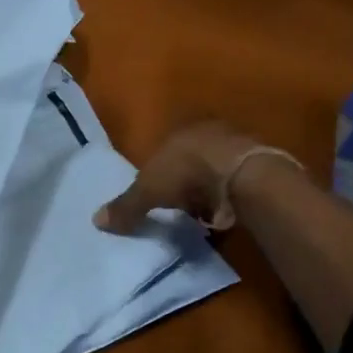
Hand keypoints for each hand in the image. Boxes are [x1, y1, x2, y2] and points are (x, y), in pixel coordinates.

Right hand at [95, 119, 265, 232]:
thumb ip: (126, 207)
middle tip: (177, 209)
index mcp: (179, 132)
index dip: (158, 174)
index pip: (163, 151)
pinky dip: (227, 200)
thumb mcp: (147, 192)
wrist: (241, 175)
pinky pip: (234, 185)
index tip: (156, 197)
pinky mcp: (257, 167)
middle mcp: (207, 133)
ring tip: (201, 218)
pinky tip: (223, 217)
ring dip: (207, 193)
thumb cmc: (186, 174)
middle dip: (183, 184)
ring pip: (213, 172)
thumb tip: (95, 220)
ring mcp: (235, 147)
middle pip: (189, 161)